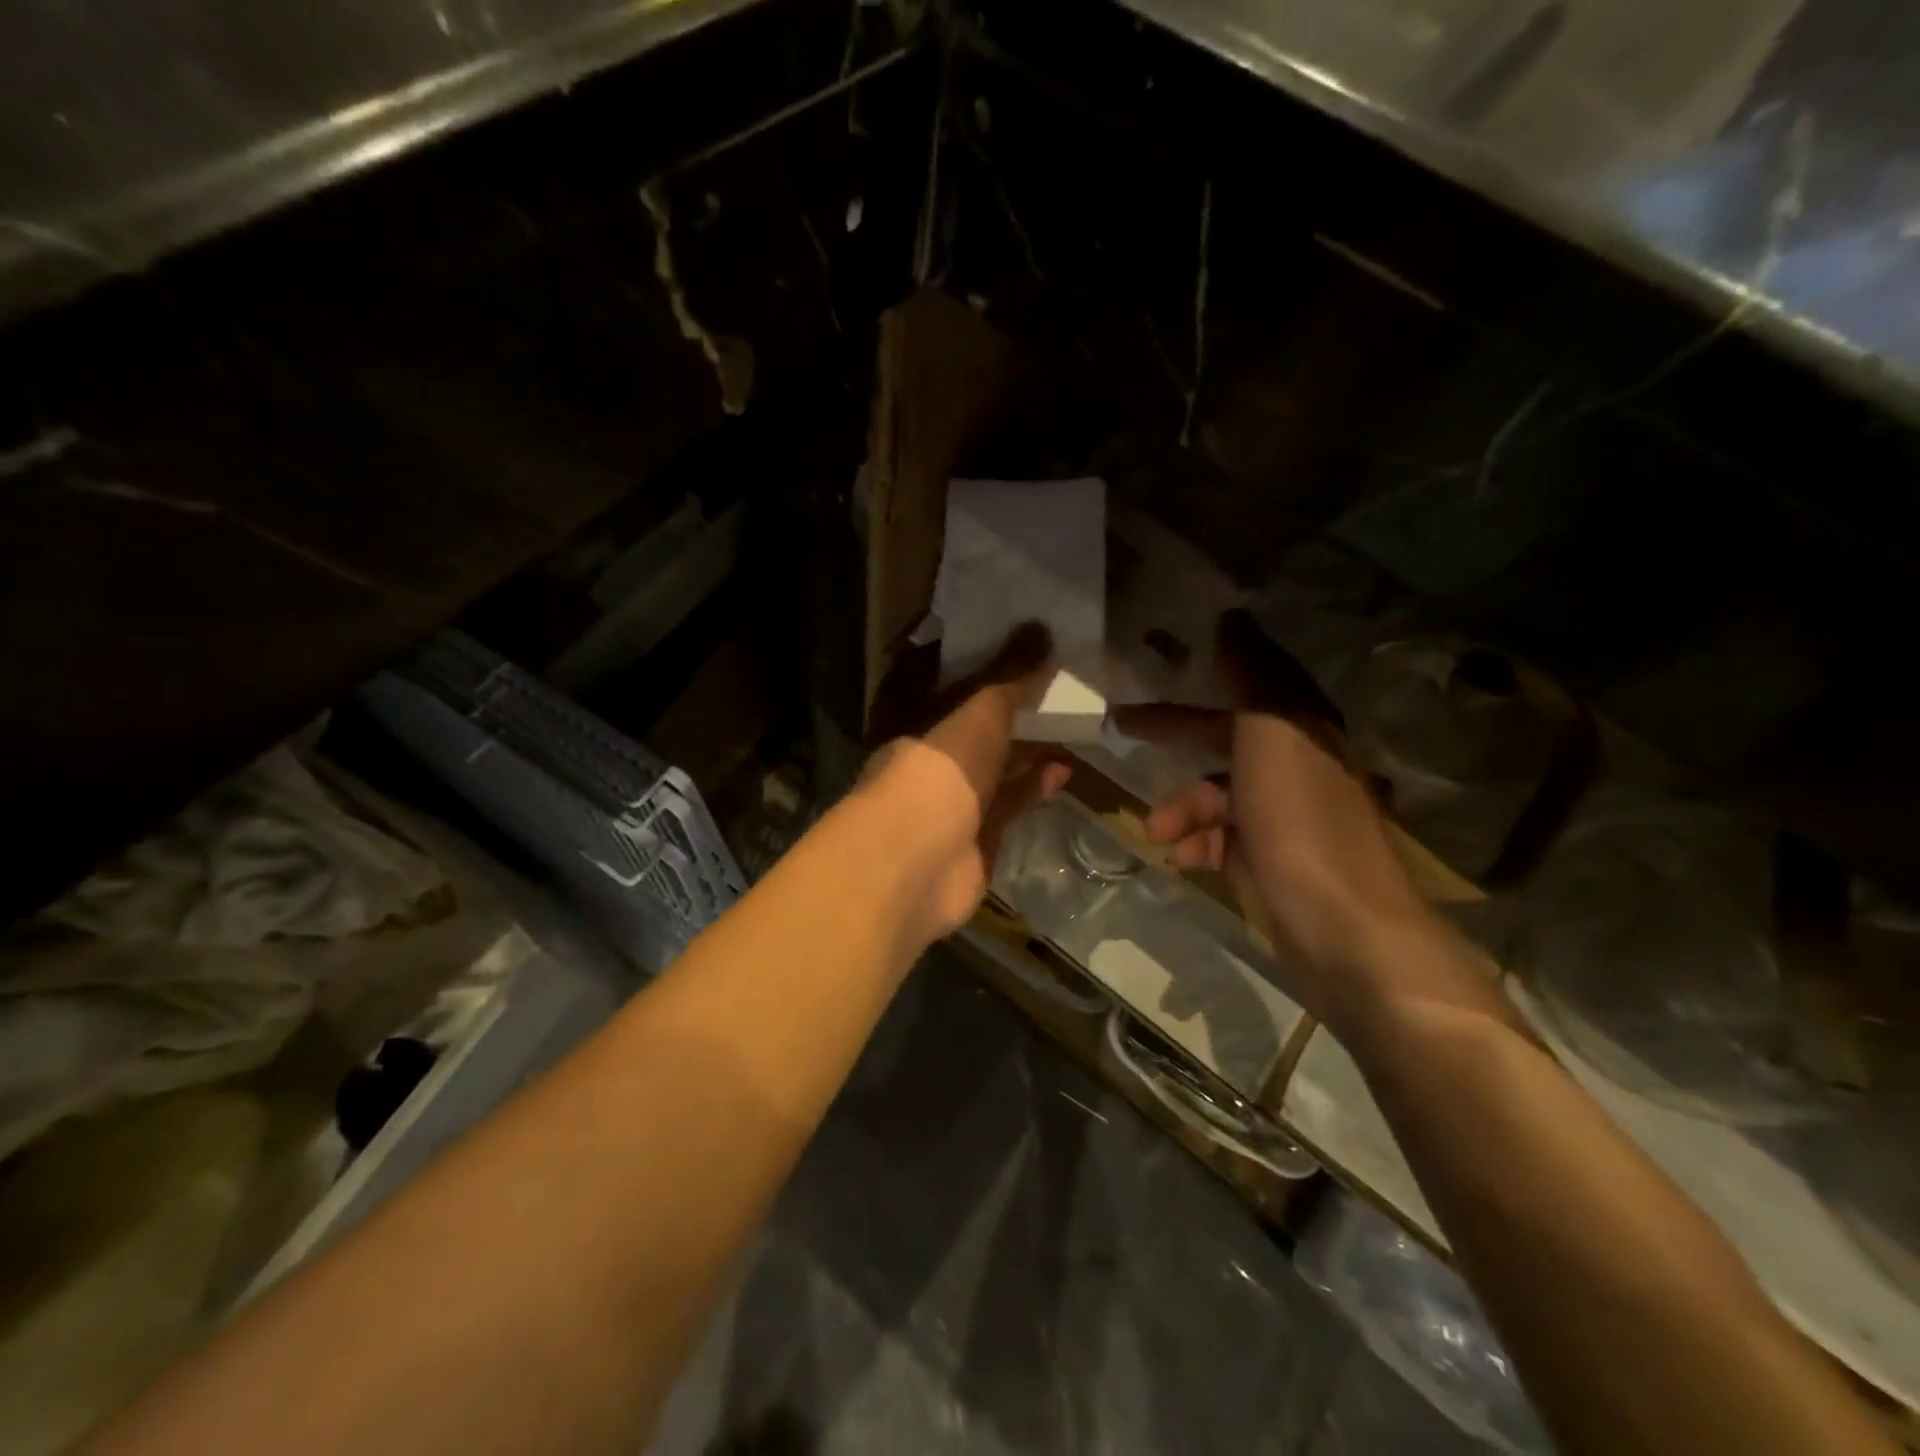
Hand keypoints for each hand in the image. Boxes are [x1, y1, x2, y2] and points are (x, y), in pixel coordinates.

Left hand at [868, 623, 1071, 936]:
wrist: (915, 865)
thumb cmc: (938, 770)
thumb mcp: (977, 712)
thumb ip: (1011, 677)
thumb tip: (1042, 629)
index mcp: (911, 722)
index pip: (943, 686)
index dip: (976, 667)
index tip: (1013, 648)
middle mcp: (928, 759)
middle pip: (973, 728)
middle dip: (1011, 710)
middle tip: (1055, 687)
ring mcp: (950, 801)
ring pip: (995, 768)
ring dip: (1029, 749)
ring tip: (1071, 726)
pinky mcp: (976, 838)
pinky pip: (1009, 804)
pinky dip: (1034, 786)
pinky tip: (1065, 769)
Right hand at [1112, 611, 1433, 1024]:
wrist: (1342, 925)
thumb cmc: (1301, 818)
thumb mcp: (1273, 730)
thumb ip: (1250, 673)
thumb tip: (1232, 616)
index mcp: (1301, 727)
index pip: (1245, 685)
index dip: (1202, 674)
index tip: (1160, 667)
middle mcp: (1296, 765)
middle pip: (1222, 738)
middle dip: (1173, 736)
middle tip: (1120, 729)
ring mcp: (1283, 816)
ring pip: (1216, 795)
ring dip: (1182, 808)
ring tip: (1159, 831)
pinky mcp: (1271, 860)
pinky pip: (1221, 838)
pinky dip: (1199, 843)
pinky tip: (1185, 858)